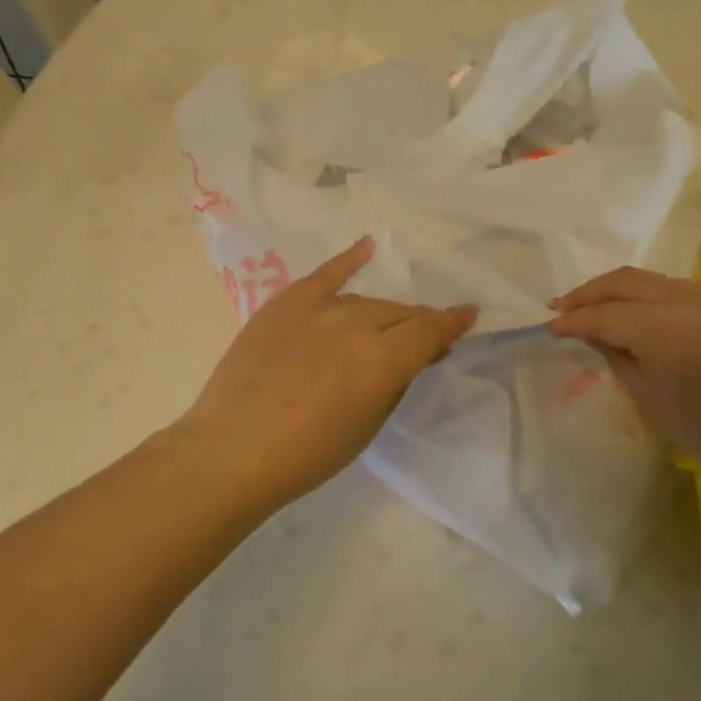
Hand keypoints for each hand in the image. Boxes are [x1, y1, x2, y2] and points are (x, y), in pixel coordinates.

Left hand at [175, 237, 477, 509]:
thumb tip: (413, 357)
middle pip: (401, 314)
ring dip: (384, 314)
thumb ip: (396, 381)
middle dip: (419, 323)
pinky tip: (366, 246)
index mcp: (384, 359)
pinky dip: (348, 259)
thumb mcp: (368, 425)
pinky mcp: (287, 303)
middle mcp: (357, 323)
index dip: (454, 322)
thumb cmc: (308, 454)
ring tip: (388, 326)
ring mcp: (319, 308)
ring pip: (367, 301)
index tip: (469, 314)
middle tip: (425, 338)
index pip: (431, 331)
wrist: (232, 450)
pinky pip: (325, 274)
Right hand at [548, 267, 700, 499]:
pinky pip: (682, 290)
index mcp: (666, 329)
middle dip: (589, 292)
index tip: (549, 326)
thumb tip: (596, 334)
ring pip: (654, 280)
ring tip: (597, 307)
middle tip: (562, 307)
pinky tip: (643, 315)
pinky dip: (652, 297)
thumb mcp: (656, 403)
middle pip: (626, 281)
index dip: (573, 319)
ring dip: (620, 290)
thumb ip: (620, 359)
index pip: (605, 314)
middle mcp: (690, 299)